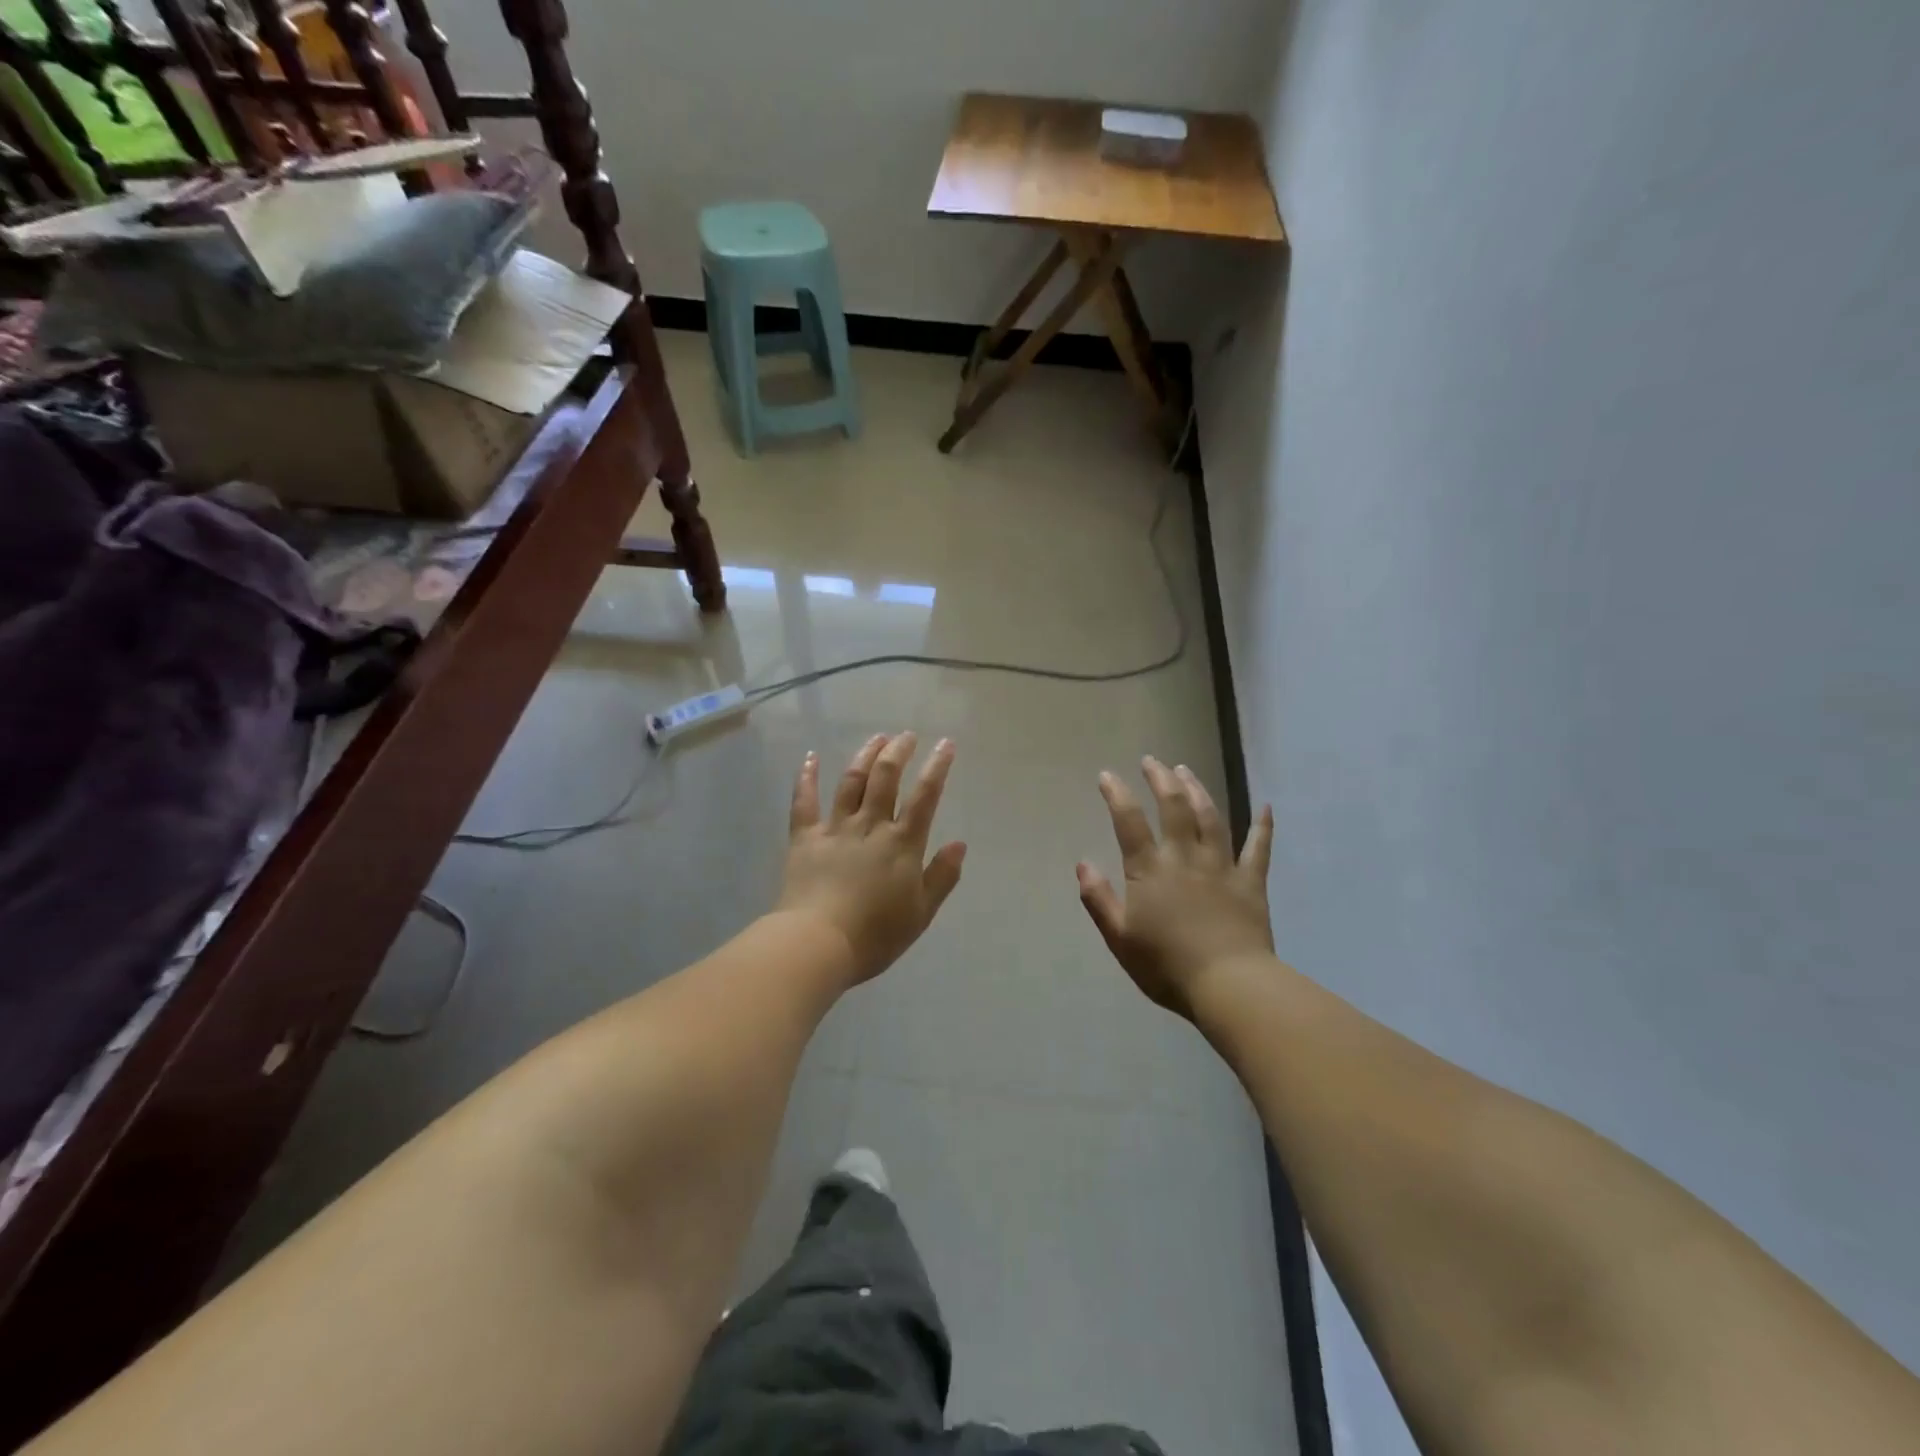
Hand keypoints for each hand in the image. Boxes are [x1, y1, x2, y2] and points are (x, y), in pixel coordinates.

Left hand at [777, 732, 966, 986]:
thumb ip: (942, 876)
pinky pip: (804, 800)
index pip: (925, 796)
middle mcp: (870, 826)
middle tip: (907, 736)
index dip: (937, 767)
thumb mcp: (921, 912)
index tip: (946, 744)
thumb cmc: (875, 935)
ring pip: (852, 781)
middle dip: (898, 751)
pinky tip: (811, 757)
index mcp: (902, 843)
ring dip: (865, 755)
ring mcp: (835, 828)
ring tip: (877, 737)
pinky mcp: (805, 837)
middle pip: (886, 778)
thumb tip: (960, 844)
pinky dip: (807, 776)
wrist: (818, 943)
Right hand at [1077, 757, 1274, 1019]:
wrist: (1229, 986)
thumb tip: (1082, 864)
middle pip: (1173, 807)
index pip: (1129, 822)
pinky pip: (1259, 848)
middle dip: (1160, 779)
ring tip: (1186, 771)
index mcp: (1150, 870)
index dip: (1117, 794)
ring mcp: (1221, 866)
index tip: (1107, 775)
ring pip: (1211, 817)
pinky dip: (1263, 826)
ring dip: (1198, 790)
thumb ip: (1099, 899)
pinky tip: (1266, 807)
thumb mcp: (1120, 938)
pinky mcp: (1251, 882)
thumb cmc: (1167, 967)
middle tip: (1152, 761)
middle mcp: (1185, 857)